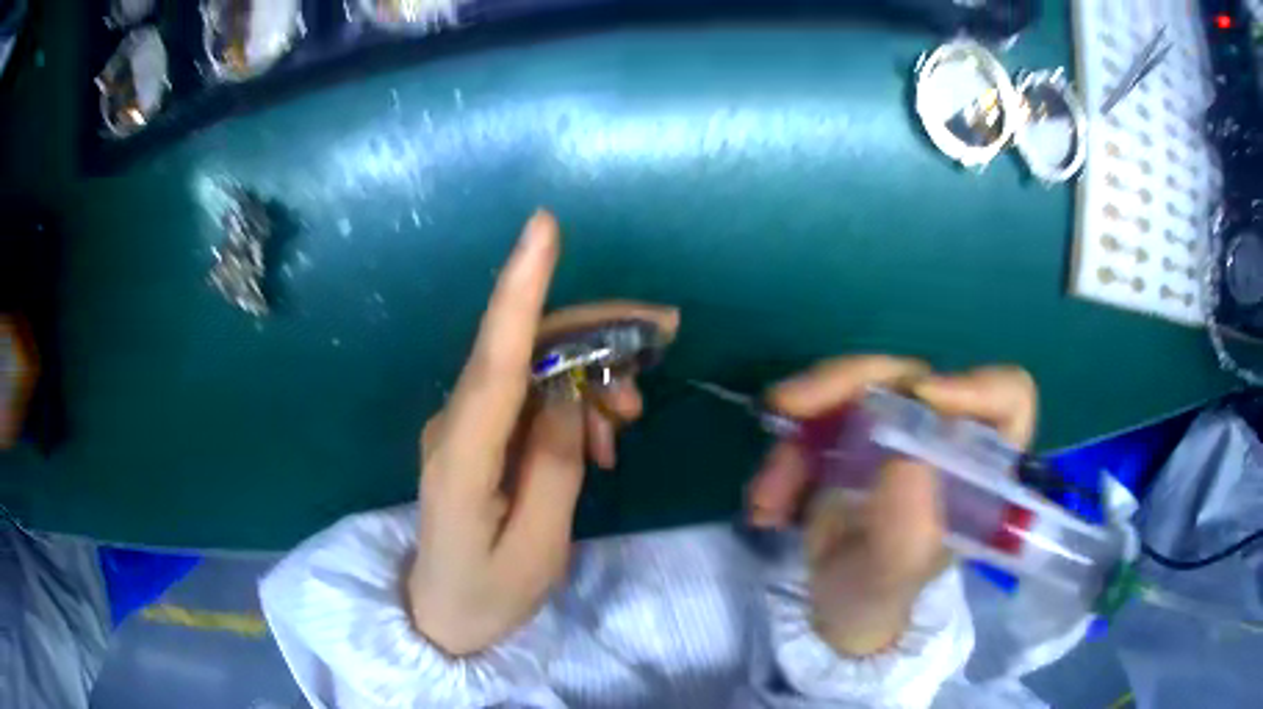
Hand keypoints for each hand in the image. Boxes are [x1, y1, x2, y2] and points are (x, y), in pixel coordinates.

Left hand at [408, 210, 677, 655]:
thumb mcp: (537, 549)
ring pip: (533, 365)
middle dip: (596, 333)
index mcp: (463, 456)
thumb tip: (568, 393)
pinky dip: (573, 401)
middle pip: (525, 348)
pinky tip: (598, 437)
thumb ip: (553, 467)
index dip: (520, 289)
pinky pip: (528, 394)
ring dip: (590, 375)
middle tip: (662, 342)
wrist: (441, 615)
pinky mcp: (476, 432)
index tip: (543, 228)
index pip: (494, 358)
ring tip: (626, 424)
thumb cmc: (489, 594)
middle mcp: (454, 423)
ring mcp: (462, 423)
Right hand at [747, 357, 1036, 655]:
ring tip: (769, 499)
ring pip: (854, 389)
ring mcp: (897, 429)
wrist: (834, 607)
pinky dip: (784, 459)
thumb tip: (904, 453)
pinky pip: (815, 419)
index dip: (972, 386)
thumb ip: (906, 526)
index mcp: (978, 468)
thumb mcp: (892, 574)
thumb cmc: (879, 596)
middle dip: (846, 384)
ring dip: (800, 436)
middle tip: (789, 407)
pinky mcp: (854, 432)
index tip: (919, 399)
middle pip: (912, 378)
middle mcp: (943, 436)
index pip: (1007, 400)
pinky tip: (767, 507)